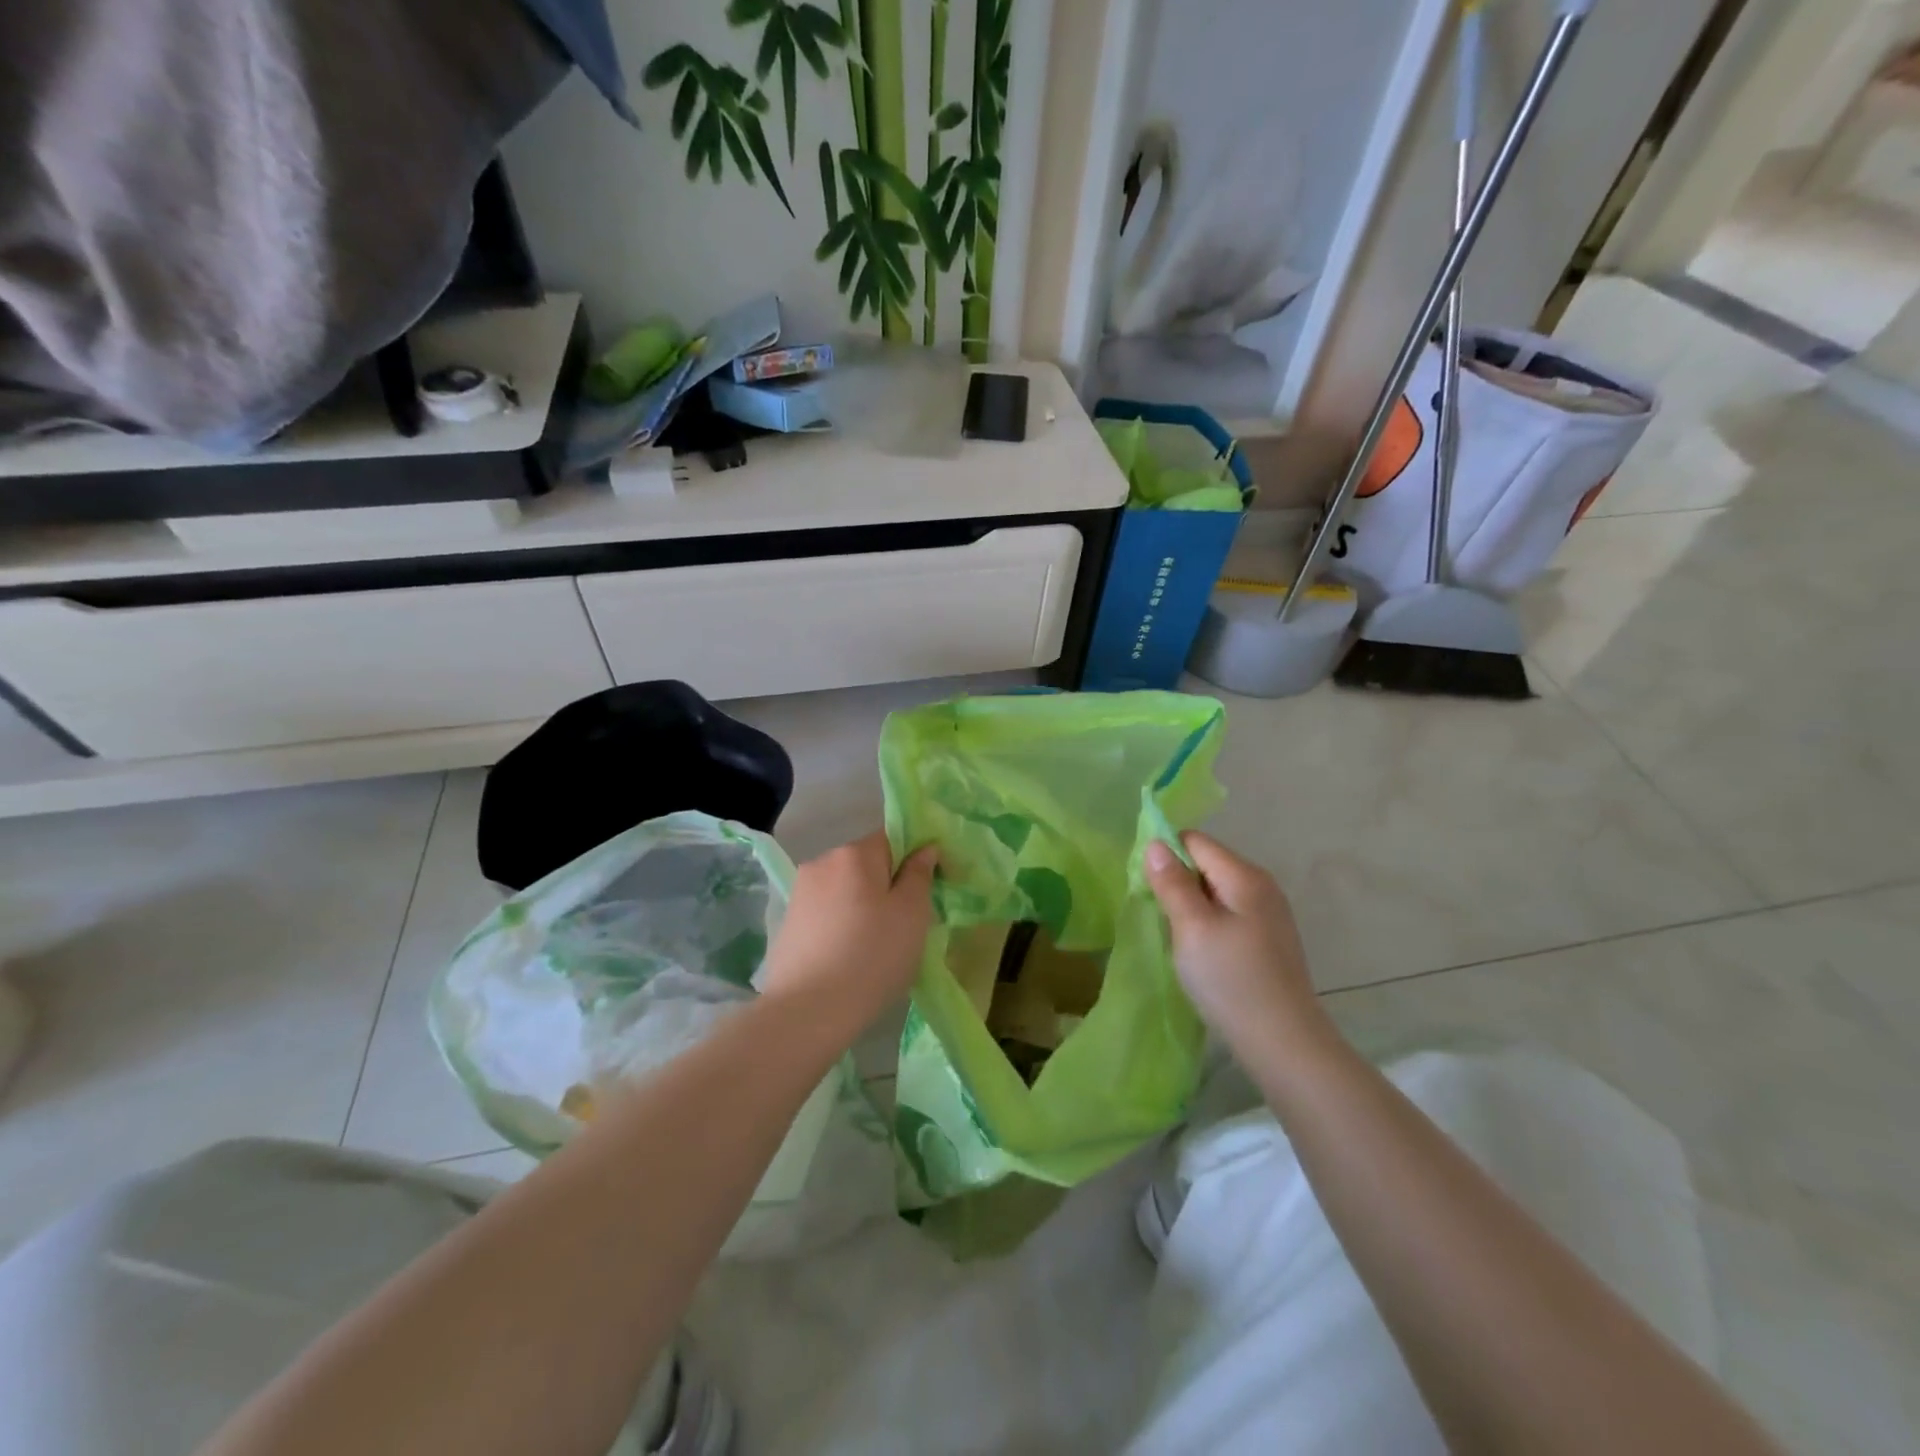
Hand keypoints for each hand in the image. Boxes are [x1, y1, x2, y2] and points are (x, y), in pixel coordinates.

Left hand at [759, 831, 938, 1041]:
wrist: (807, 1013)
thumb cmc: (871, 957)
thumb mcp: (912, 914)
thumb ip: (920, 874)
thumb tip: (925, 848)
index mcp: (854, 853)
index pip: (894, 838)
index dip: (916, 859)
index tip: (930, 890)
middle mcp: (822, 862)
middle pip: (867, 863)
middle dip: (888, 884)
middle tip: (907, 924)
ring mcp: (800, 892)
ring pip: (846, 888)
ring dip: (864, 906)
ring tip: (877, 945)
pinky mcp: (788, 922)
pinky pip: (827, 912)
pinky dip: (843, 924)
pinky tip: (849, 956)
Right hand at [1145, 833, 1332, 1061]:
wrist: (1284, 1044)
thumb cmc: (1231, 980)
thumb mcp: (1192, 928)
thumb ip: (1172, 883)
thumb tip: (1155, 843)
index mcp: (1244, 876)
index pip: (1195, 841)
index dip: (1165, 855)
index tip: (1148, 889)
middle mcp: (1262, 886)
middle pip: (1206, 864)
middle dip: (1177, 882)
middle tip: (1160, 917)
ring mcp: (1269, 914)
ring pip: (1216, 892)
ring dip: (1190, 906)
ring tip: (1178, 938)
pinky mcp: (1269, 940)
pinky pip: (1228, 915)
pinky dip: (1208, 924)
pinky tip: (1202, 954)